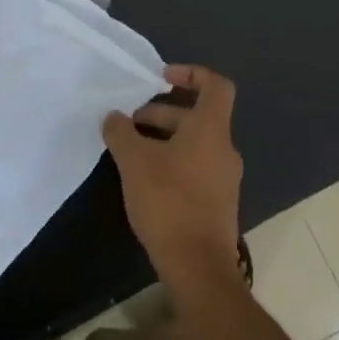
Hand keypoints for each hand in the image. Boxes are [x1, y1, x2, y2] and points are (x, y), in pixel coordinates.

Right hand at [102, 65, 242, 290]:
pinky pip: (195, 166)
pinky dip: (172, 161)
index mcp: (211, 130)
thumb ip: (121, 132)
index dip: (191, 73)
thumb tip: (114, 117)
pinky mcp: (218, 201)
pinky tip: (145, 179)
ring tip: (130, 151)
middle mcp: (224, 149)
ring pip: (194, 143)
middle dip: (161, 113)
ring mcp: (224, 177)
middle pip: (197, 116)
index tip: (161, 78)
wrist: (198, 266)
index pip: (215, 85)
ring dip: (164, 138)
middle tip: (129, 122)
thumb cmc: (169, 202)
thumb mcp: (134, 162)